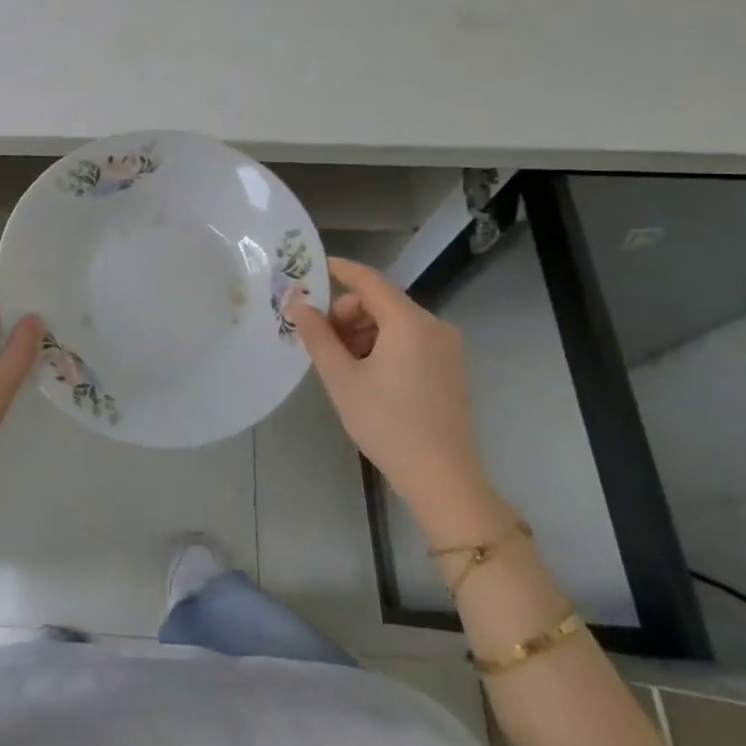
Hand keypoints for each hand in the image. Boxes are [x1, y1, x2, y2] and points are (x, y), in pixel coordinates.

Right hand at [287, 259, 500, 534]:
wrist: (442, 478)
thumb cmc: (386, 423)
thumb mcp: (341, 378)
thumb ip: (317, 336)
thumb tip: (297, 304)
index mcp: (408, 322)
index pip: (369, 281)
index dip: (340, 270)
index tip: (313, 268)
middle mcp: (432, 325)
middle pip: (380, 302)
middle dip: (346, 314)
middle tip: (322, 342)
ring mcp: (445, 346)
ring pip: (393, 321)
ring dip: (363, 332)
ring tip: (342, 364)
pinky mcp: (449, 366)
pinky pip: (409, 339)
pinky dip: (383, 344)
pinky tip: (366, 374)